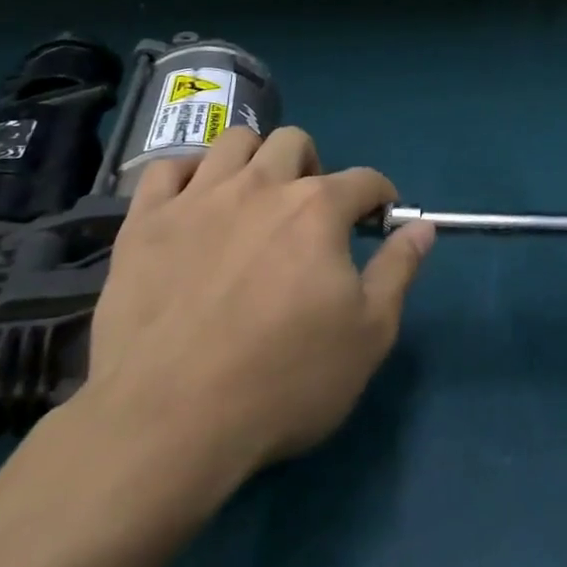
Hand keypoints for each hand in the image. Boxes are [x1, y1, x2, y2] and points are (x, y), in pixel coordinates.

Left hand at [73, 124, 435, 491]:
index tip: (377, 221)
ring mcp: (197, 199)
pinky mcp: (144, 223)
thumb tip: (422, 227)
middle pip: (295, 142)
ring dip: (254, 160)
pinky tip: (193, 203)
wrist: (168, 424)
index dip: (380, 197)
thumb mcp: (368, 335)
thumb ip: (399, 270)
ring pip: (233, 142)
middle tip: (310, 213)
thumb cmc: (283, 381)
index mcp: (318, 208)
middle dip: (313, 167)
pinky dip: (187, 176)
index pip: (365, 180)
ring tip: (253, 199)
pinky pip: (166, 169)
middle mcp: (260, 186)